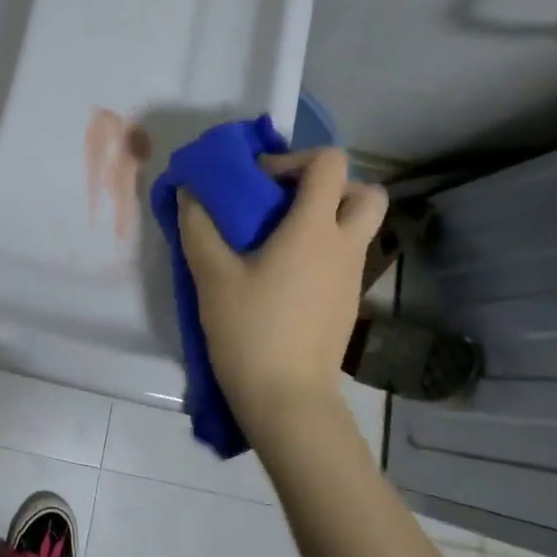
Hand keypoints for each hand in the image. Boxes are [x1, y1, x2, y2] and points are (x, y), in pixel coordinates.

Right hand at [178, 148, 385, 450]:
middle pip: (367, 192)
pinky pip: (347, 257)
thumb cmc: (249, 330)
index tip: (260, 181)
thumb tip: (189, 192)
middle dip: (330, 186)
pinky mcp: (349, 303)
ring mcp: (353, 277)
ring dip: (327, 218)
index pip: (330, 163)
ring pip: (358, 227)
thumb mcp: (211, 275)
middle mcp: (345, 245)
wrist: (287, 399)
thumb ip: (198, 226)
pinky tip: (284, 276)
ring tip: (280, 239)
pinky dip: (324, 250)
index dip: (295, 157)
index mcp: (315, 229)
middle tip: (288, 203)